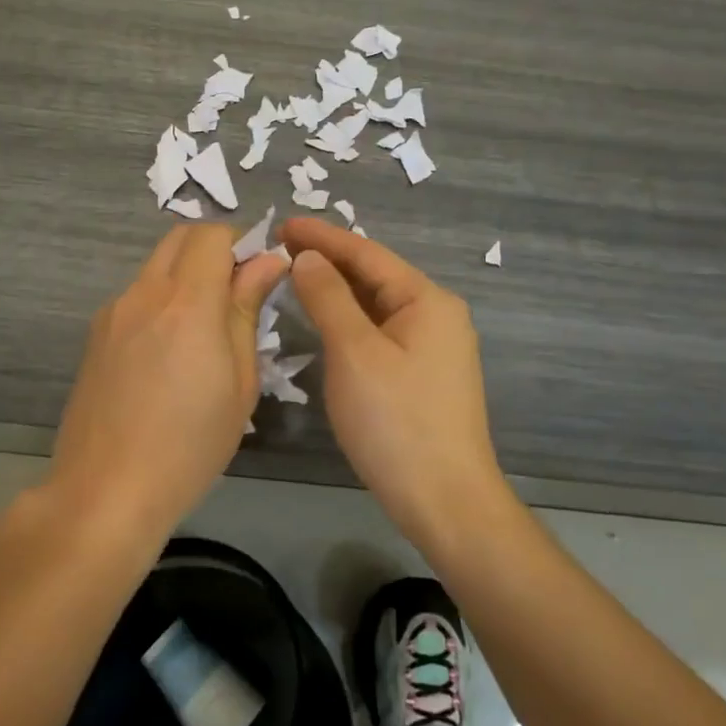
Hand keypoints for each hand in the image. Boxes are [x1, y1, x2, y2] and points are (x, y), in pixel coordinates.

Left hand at [48, 223, 290, 542]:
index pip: (213, 235)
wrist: (105, 491)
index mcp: (186, 302)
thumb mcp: (239, 382)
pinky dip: (161, 300)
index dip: (241, 243)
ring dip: (185, 275)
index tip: (259, 275)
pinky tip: (168, 353)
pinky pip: (136, 296)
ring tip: (203, 330)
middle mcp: (144, 293)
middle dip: (213, 249)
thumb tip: (266, 262)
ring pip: (156, 266)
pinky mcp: (95, 334)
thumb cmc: (190, 445)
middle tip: (237, 293)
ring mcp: (113, 311)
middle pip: (180, 238)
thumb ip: (247, 311)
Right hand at [280, 219, 511, 547]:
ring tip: (294, 275)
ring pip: (376, 305)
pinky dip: (348, 319)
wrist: (445, 501)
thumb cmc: (396, 422)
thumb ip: (328, 297)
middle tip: (279, 248)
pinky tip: (325, 321)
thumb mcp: (354, 353)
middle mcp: (436, 315)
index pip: (366, 253)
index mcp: (426, 300)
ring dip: (336, 289)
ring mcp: (433, 347)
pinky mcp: (423, 374)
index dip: (322, 237)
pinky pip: (379, 331)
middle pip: (374, 275)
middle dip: (328, 260)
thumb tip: (307, 257)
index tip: (281, 224)